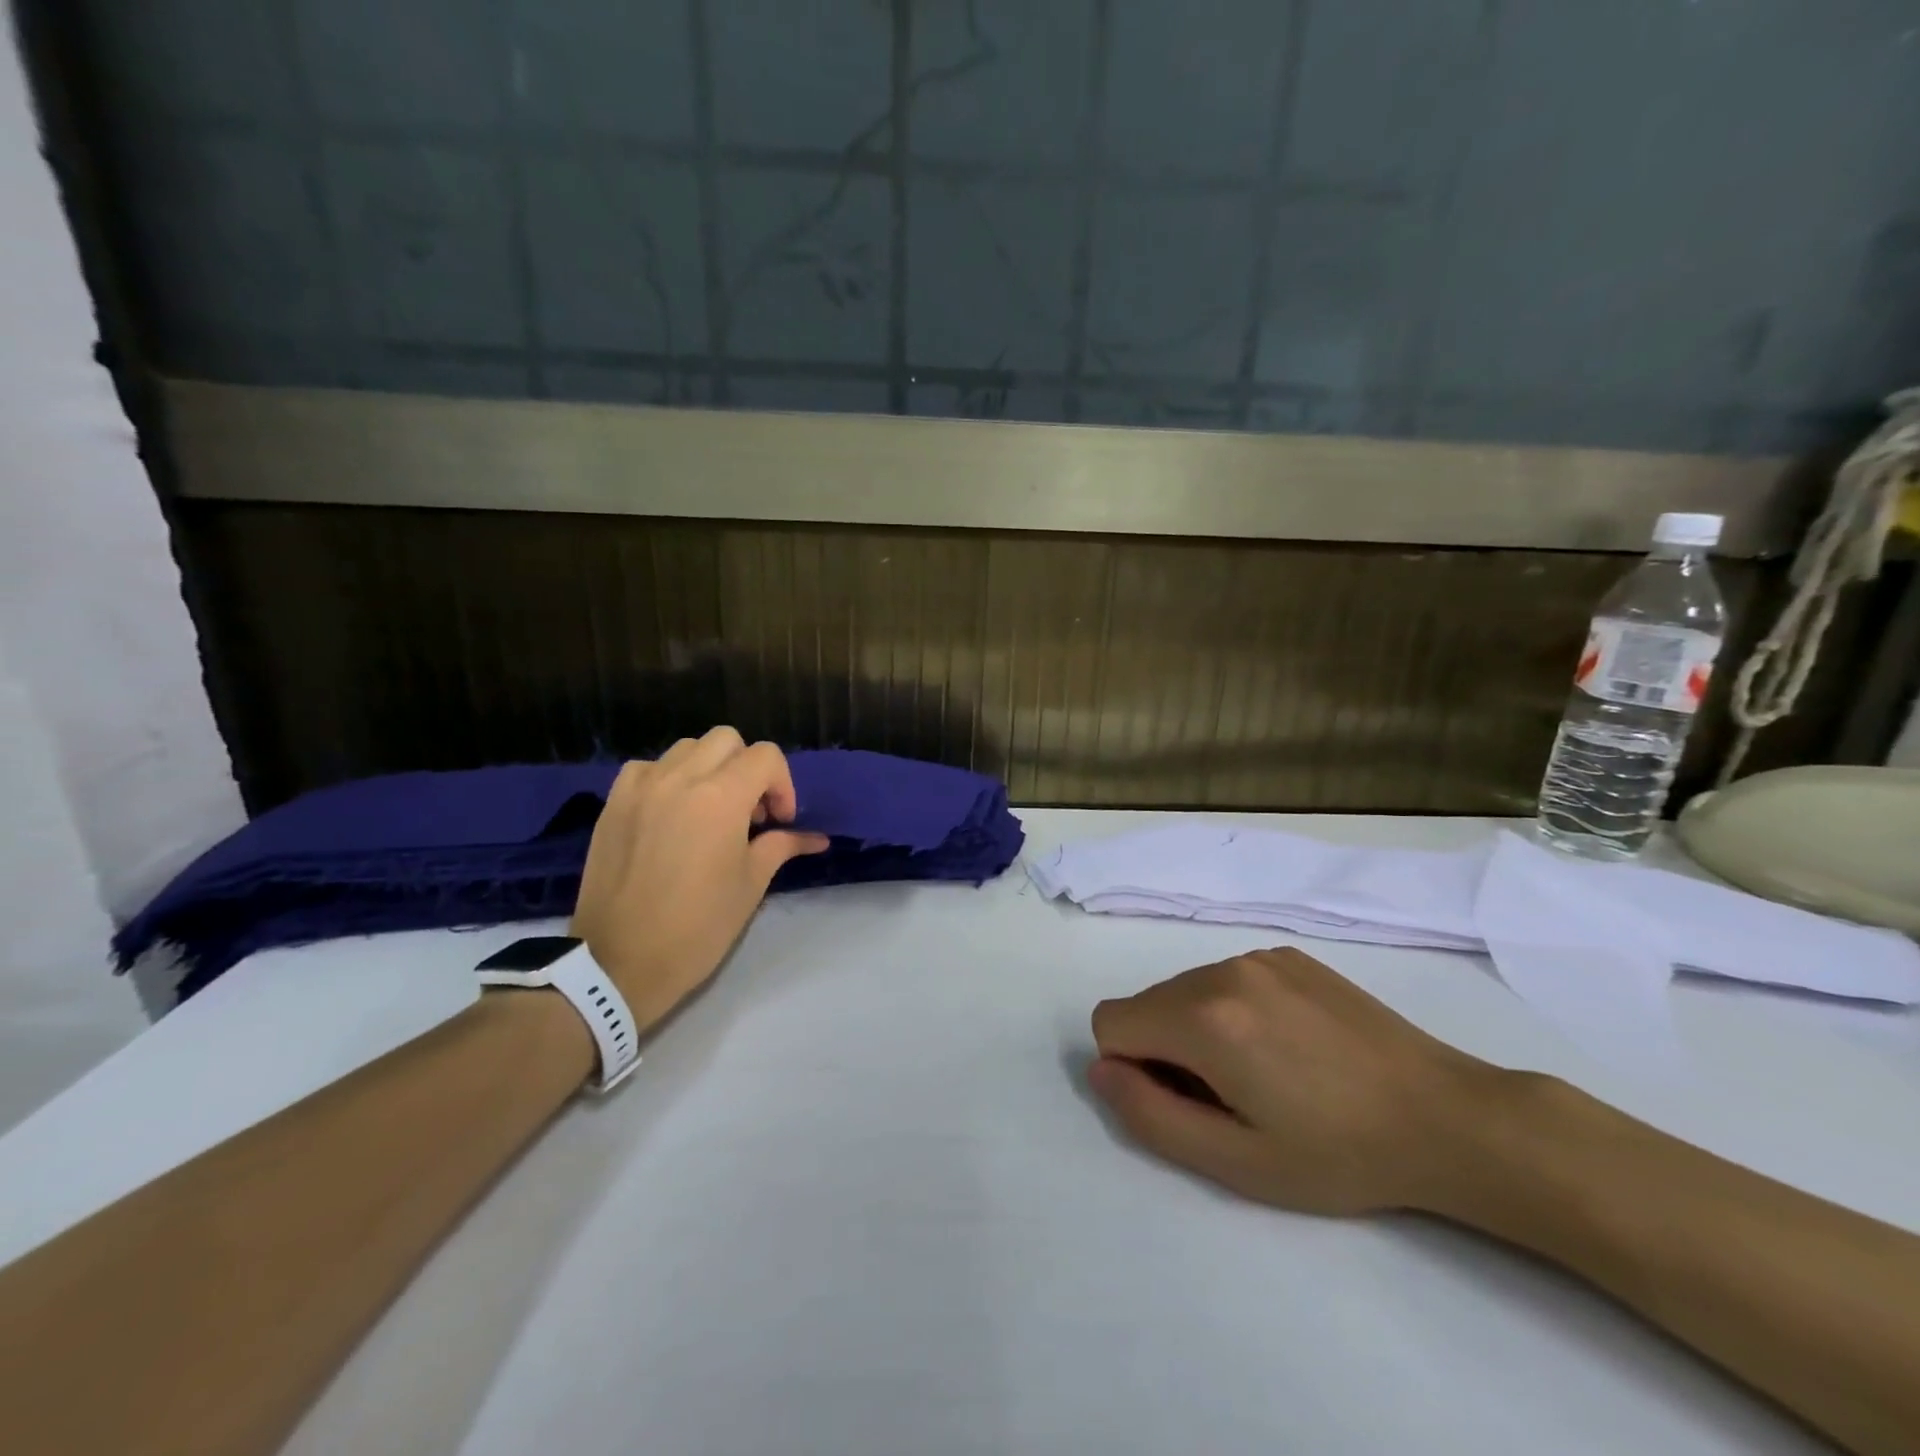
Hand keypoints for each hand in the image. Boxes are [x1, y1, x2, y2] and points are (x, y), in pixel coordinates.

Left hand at [570, 728, 829, 1029]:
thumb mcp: (751, 885)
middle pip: (727, 740)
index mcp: (721, 797)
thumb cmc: (698, 927)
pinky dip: (668, 778)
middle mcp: (680, 778)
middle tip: (750, 813)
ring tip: (711, 810)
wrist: (620, 962)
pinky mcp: (613, 803)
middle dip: (748, 768)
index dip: (782, 785)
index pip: (765, 757)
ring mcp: (641, 787)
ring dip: (709, 768)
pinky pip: (648, 767)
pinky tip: (671, 812)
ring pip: (687, 748)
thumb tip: (816, 838)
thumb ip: (782, 846)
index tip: (779, 822)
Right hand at [1089, 948, 1504, 1214]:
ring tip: (1267, 1072)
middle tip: (1233, 1097)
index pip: (1111, 1022)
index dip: (1134, 1069)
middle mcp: (1221, 970)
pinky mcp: (1287, 953)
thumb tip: (1101, 1070)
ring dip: (1200, 1028)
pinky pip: (1226, 977)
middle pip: (1147, 1003)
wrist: (1446, 1116)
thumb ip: (1150, 1115)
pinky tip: (1291, 1045)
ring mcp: (1257, 956)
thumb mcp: (1236, 1162)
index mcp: (1204, 1018)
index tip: (1189, 1102)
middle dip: (1166, 1049)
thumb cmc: (1338, 1153)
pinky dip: (1235, 1008)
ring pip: (1185, 989)